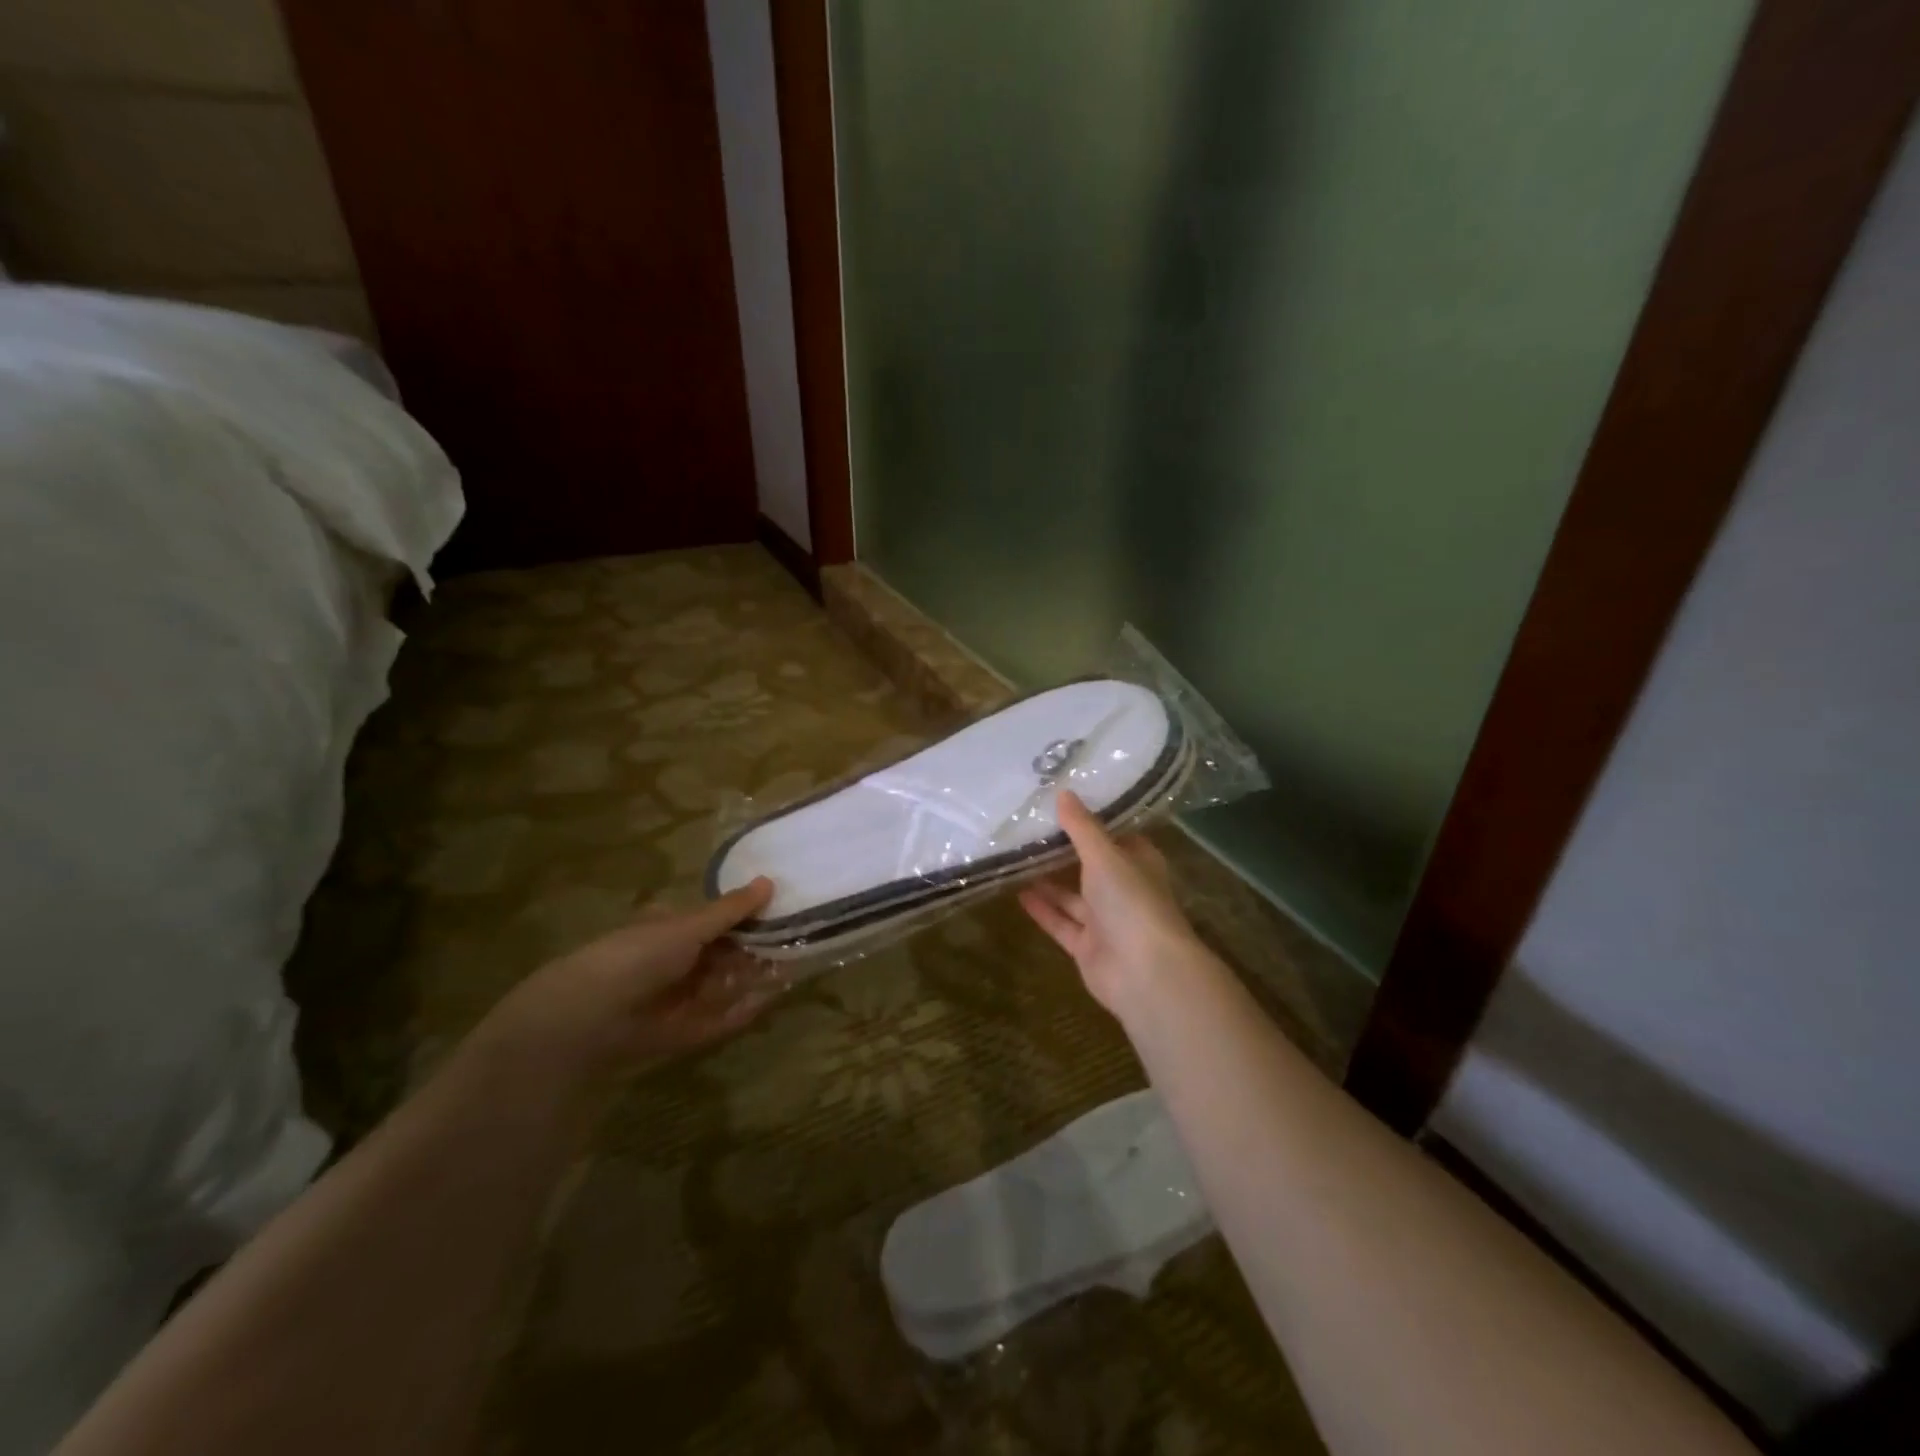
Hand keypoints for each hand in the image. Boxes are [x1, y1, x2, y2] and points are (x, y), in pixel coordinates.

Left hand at [485, 878, 778, 1071]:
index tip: (780, 916)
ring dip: (753, 981)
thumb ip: (730, 910)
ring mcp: (678, 999)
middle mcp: (675, 963)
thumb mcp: (689, 925)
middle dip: (755, 952)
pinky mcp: (681, 1033)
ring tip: (791, 972)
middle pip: (724, 956)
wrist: (590, 1015)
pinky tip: (768, 1003)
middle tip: (793, 946)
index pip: (716, 922)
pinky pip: (717, 1021)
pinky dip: (741, 1013)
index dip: (747, 919)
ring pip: (724, 987)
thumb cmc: (639, 955)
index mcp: (671, 930)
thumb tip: (769, 881)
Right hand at [1019, 792, 1202, 1014]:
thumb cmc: (1132, 902)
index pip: (1115, 834)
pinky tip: (1016, 891)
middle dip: (1065, 849)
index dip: (1092, 818)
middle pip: (1091, 865)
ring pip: (1073, 896)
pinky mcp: (1087, 947)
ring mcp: (1106, 921)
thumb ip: (1082, 827)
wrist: (1144, 972)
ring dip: (1048, 880)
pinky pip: (1061, 923)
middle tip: (1029, 826)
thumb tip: (1063, 792)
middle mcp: (1124, 889)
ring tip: (1016, 856)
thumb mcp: (1105, 856)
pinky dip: (1042, 909)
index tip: (1063, 800)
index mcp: (1138, 863)